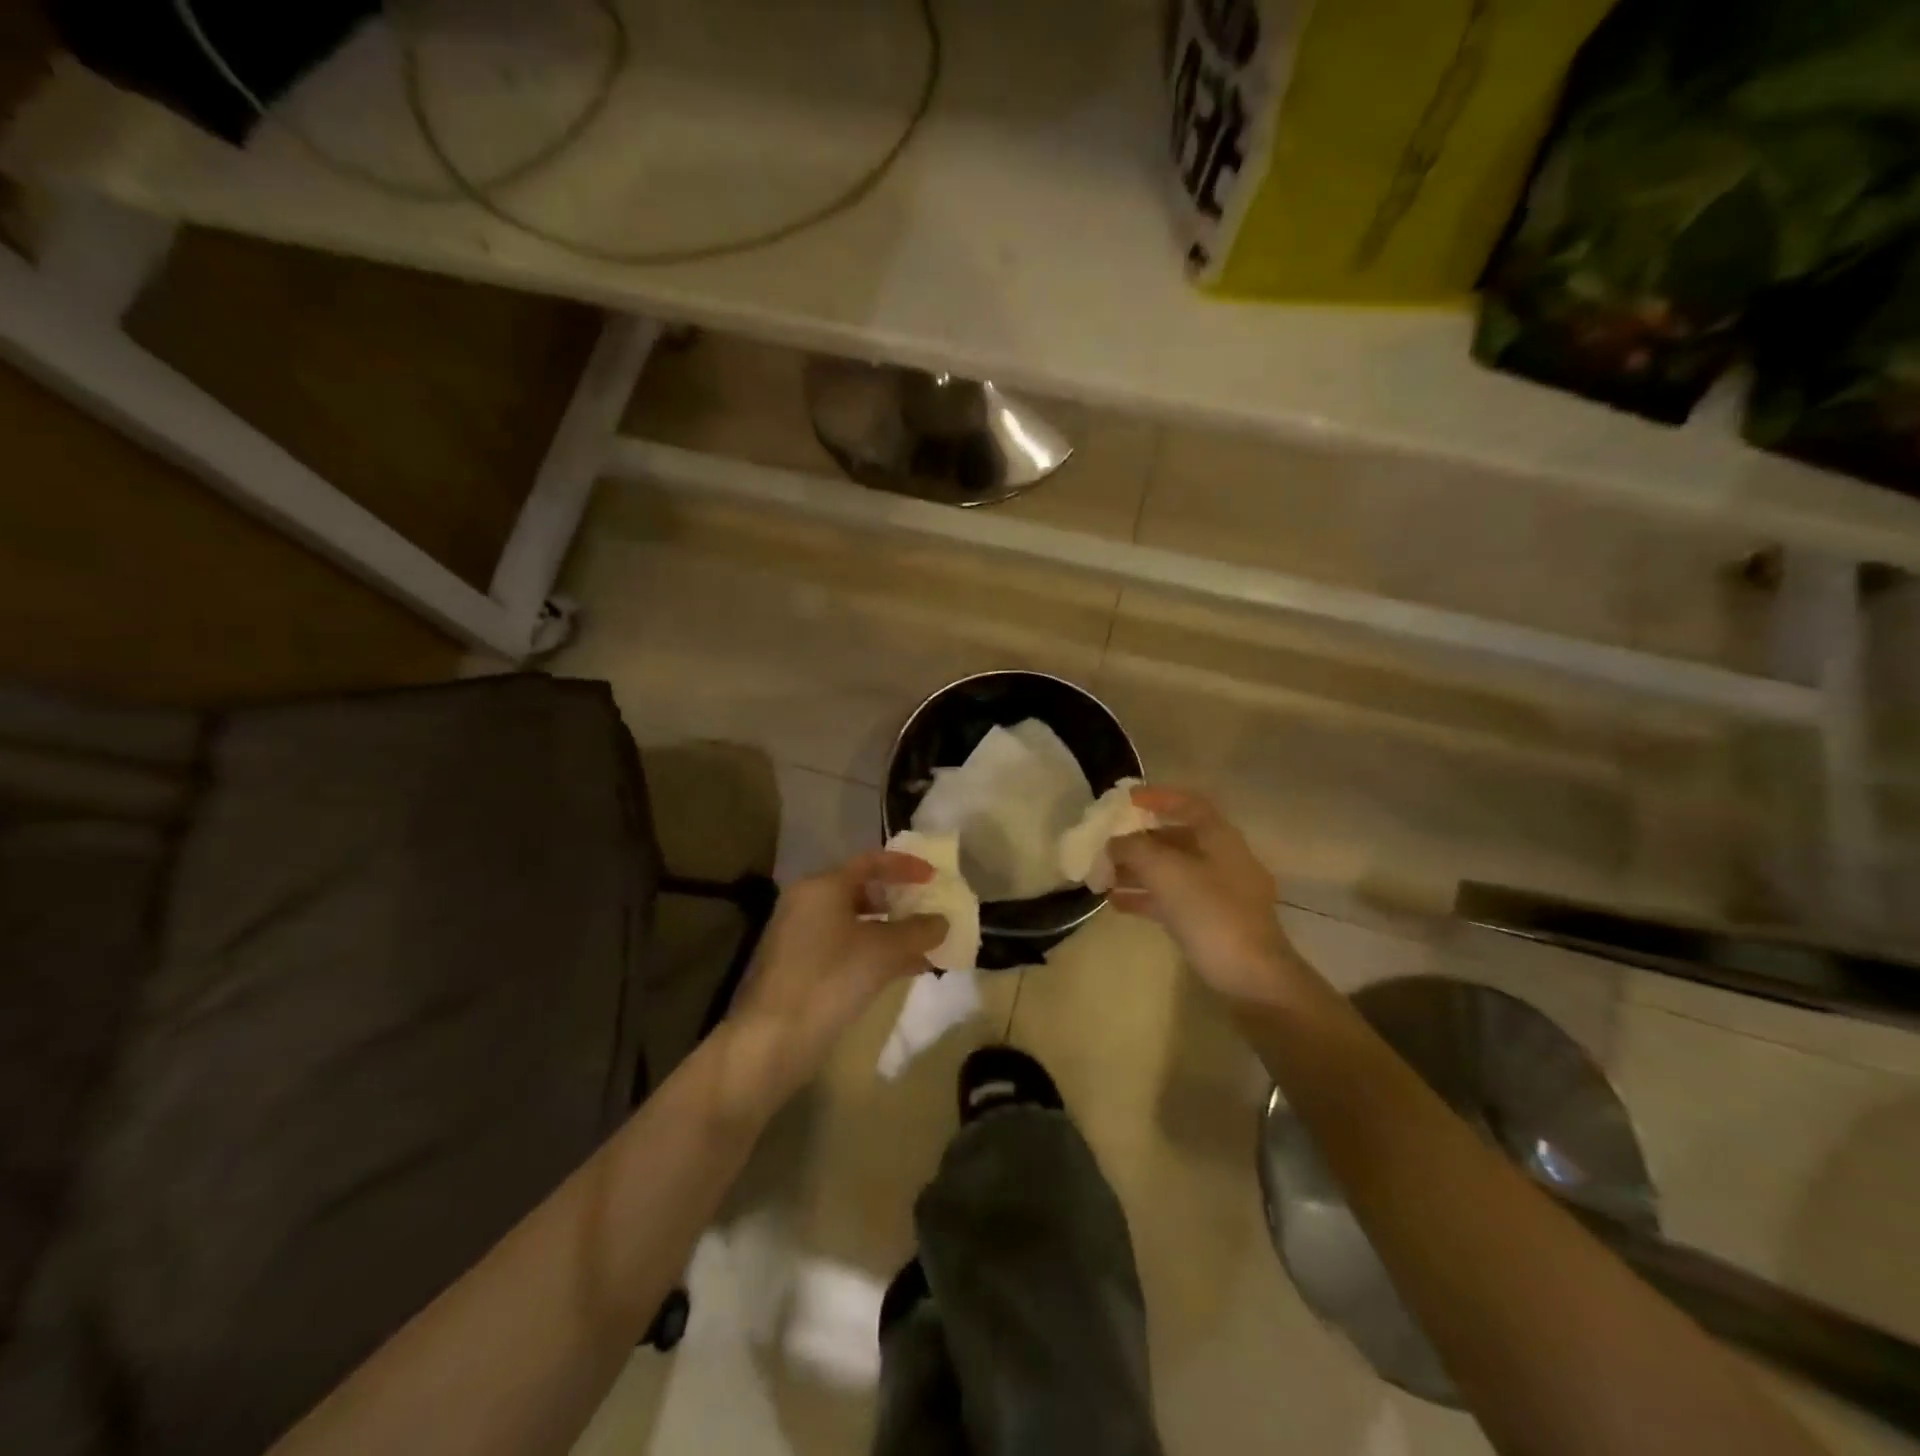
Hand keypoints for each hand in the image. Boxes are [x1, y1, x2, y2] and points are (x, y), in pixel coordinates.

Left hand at [719, 851, 945, 1116]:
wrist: (772, 1040)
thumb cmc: (830, 979)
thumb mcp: (883, 951)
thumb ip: (918, 931)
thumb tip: (942, 922)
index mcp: (823, 886)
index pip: (871, 862)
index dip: (905, 866)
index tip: (935, 877)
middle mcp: (808, 903)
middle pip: (862, 890)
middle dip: (900, 901)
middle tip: (930, 910)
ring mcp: (802, 936)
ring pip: (856, 923)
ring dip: (892, 932)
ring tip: (926, 945)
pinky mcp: (802, 968)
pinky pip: (847, 947)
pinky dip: (875, 952)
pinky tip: (904, 970)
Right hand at [1108, 787, 1301, 1010]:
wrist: (1251, 976)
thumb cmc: (1210, 912)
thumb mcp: (1166, 872)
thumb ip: (1135, 849)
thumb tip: (1114, 842)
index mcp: (1219, 838)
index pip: (1188, 804)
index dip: (1157, 797)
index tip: (1125, 800)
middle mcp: (1221, 859)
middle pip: (1175, 838)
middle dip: (1137, 840)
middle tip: (1104, 844)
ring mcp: (1217, 892)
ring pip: (1170, 870)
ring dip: (1136, 870)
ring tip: (1101, 876)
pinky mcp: (1210, 921)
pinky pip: (1171, 898)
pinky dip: (1145, 896)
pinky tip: (1115, 903)